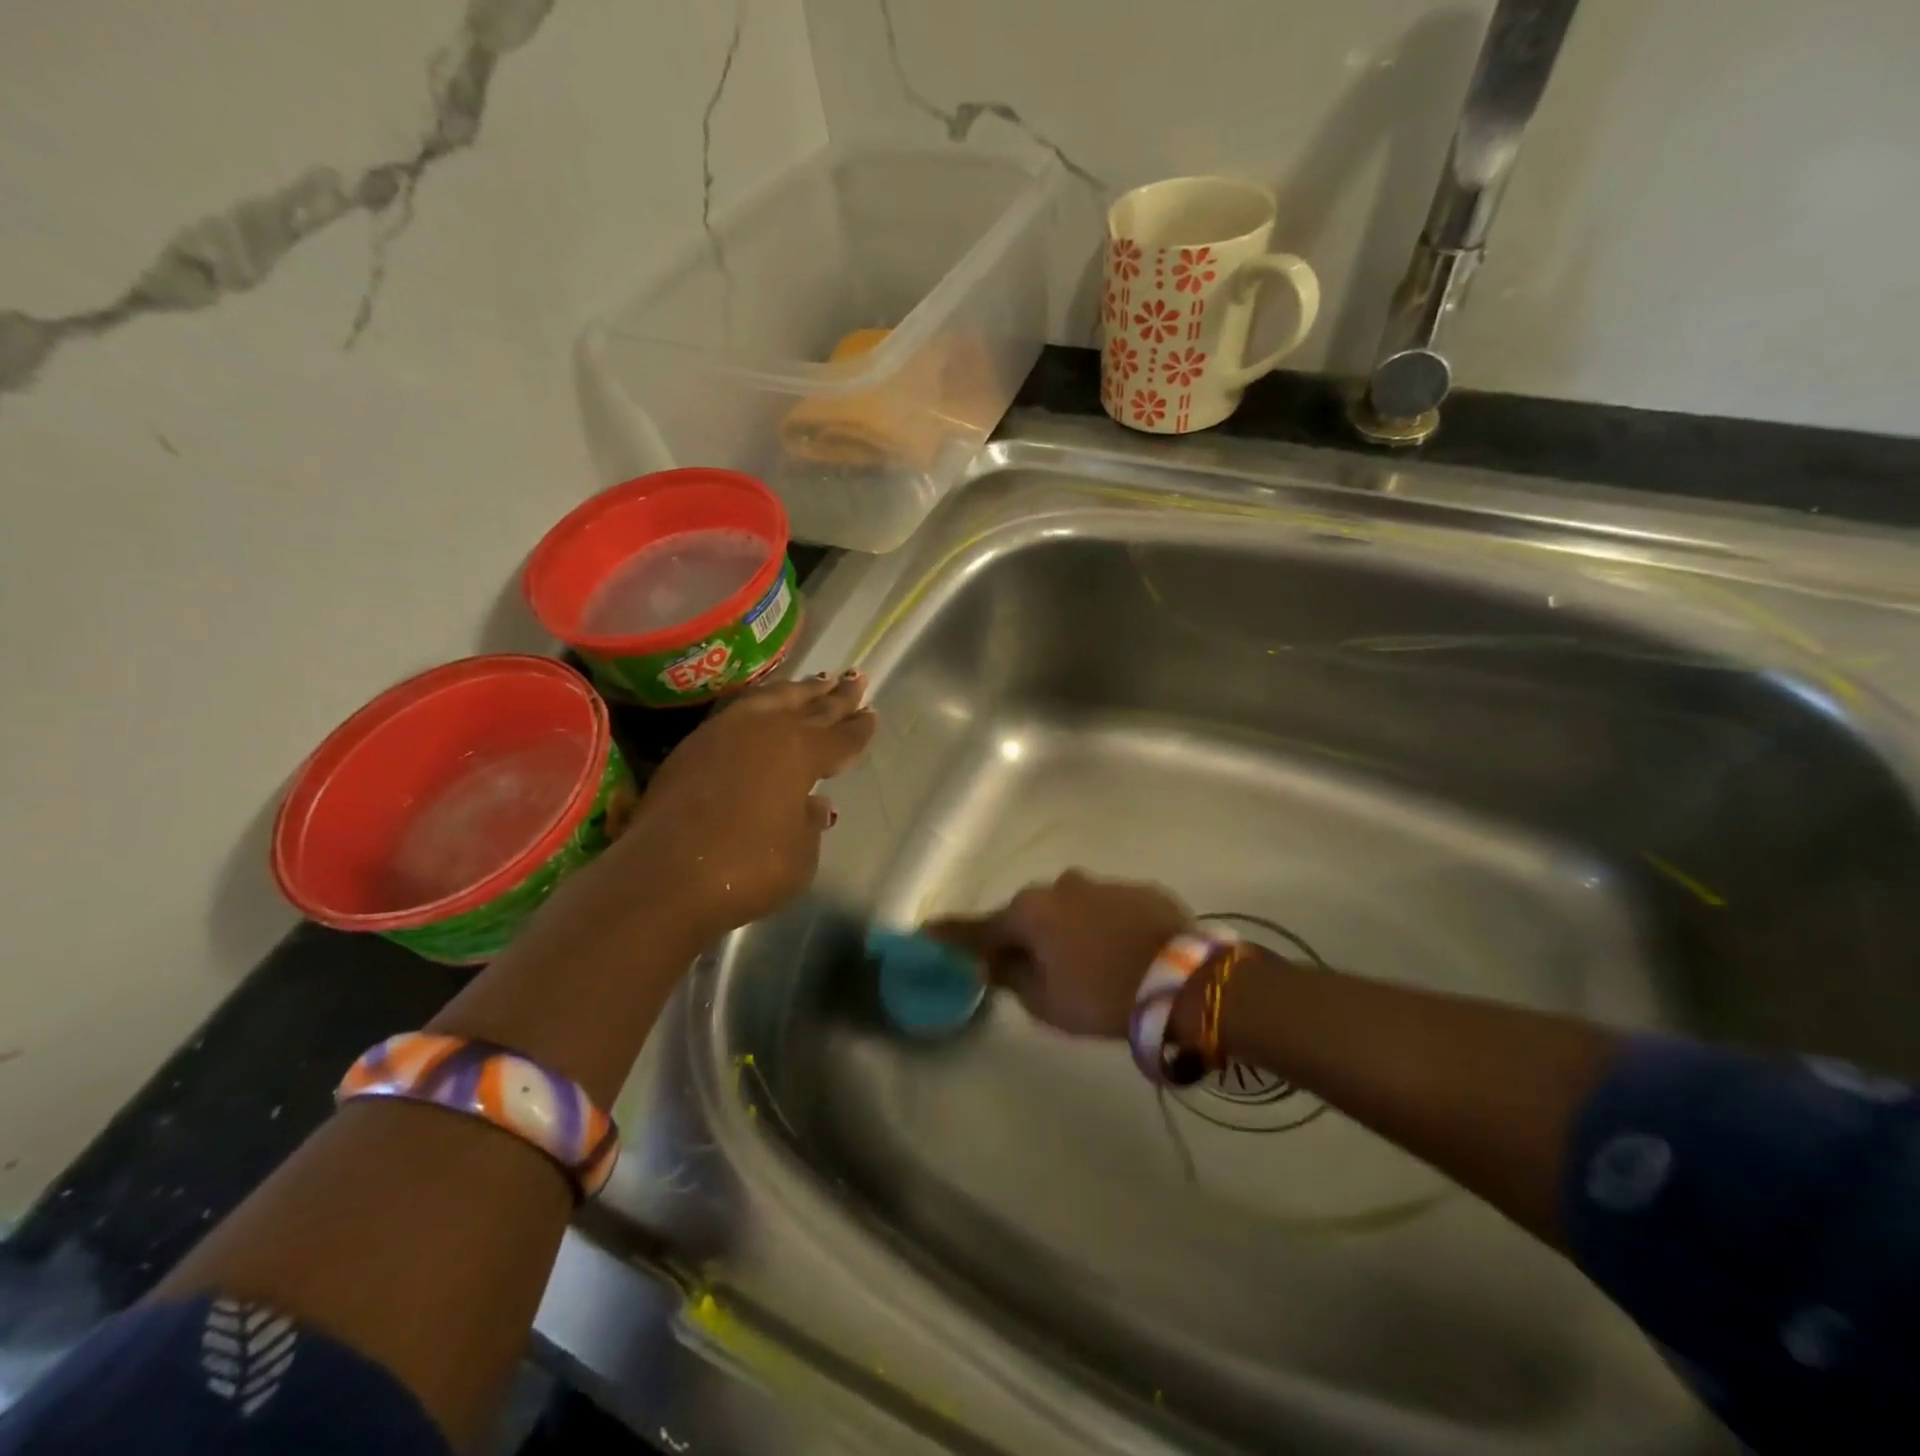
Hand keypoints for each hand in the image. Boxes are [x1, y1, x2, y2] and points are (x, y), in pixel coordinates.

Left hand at [603, 672, 876, 942]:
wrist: (665, 875)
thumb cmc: (749, 867)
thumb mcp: (800, 854)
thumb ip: (810, 823)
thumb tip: (814, 803)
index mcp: (801, 752)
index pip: (840, 738)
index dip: (858, 729)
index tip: (872, 713)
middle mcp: (766, 731)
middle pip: (810, 708)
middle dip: (836, 696)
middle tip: (856, 679)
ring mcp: (725, 733)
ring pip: (771, 699)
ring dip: (797, 691)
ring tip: (815, 681)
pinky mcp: (693, 745)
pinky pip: (740, 710)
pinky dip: (762, 703)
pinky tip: (763, 706)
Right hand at [928, 871, 1190, 1037]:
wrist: (1185, 982)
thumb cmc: (1102, 996)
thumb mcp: (1046, 1003)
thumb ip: (1012, 979)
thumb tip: (994, 964)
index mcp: (1031, 913)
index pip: (980, 927)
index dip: (952, 934)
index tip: (927, 932)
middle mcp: (1061, 886)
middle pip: (1028, 914)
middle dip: (1024, 936)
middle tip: (1029, 966)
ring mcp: (1102, 883)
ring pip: (1070, 907)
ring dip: (1067, 929)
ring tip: (1086, 962)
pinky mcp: (1139, 889)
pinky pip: (1107, 907)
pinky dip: (1103, 925)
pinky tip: (1120, 950)